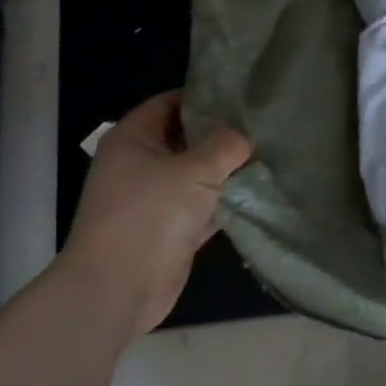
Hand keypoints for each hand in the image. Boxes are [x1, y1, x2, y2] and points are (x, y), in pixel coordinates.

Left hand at [63, 91, 252, 333]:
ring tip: (268, 153)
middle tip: (263, 124)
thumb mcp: (196, 170)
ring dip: (225, 170)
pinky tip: (257, 193)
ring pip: (195, 174)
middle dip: (221, 133)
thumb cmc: (150, 215)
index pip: (170, 102)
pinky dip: (223, 201)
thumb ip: (227, 144)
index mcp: (133, 138)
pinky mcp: (167, 229)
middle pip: (185, 137)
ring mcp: (152, 199)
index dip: (204, 96)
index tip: (242, 94)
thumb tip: (248, 131)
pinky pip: (200, 206)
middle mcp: (138, 163)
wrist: (117, 290)